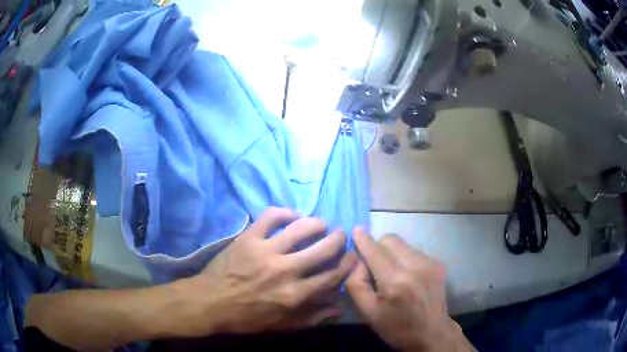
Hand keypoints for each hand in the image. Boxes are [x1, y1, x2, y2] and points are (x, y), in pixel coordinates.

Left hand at [181, 207, 356, 334]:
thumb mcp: (281, 325)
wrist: (210, 302)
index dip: (347, 264)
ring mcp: (265, 251)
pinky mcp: (248, 238)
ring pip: (301, 228)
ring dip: (316, 224)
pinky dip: (285, 213)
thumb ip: (311, 317)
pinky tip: (292, 216)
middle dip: (337, 239)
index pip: (331, 276)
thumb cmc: (246, 318)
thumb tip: (339, 306)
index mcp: (294, 294)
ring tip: (320, 224)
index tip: (352, 257)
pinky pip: (271, 216)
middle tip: (340, 235)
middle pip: (322, 249)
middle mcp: (285, 270)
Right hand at [346, 227, 472, 351]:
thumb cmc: (396, 327)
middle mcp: (416, 265)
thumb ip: (355, 283)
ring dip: (391, 253)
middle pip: (390, 239)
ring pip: (402, 244)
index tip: (354, 230)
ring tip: (391, 274)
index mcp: (396, 281)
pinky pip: (413, 251)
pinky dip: (404, 258)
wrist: (432, 333)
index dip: (363, 239)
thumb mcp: (367, 312)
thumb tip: (355, 259)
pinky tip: (406, 276)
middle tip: (372, 265)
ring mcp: (430, 262)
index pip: (375, 250)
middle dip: (377, 246)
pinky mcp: (438, 262)